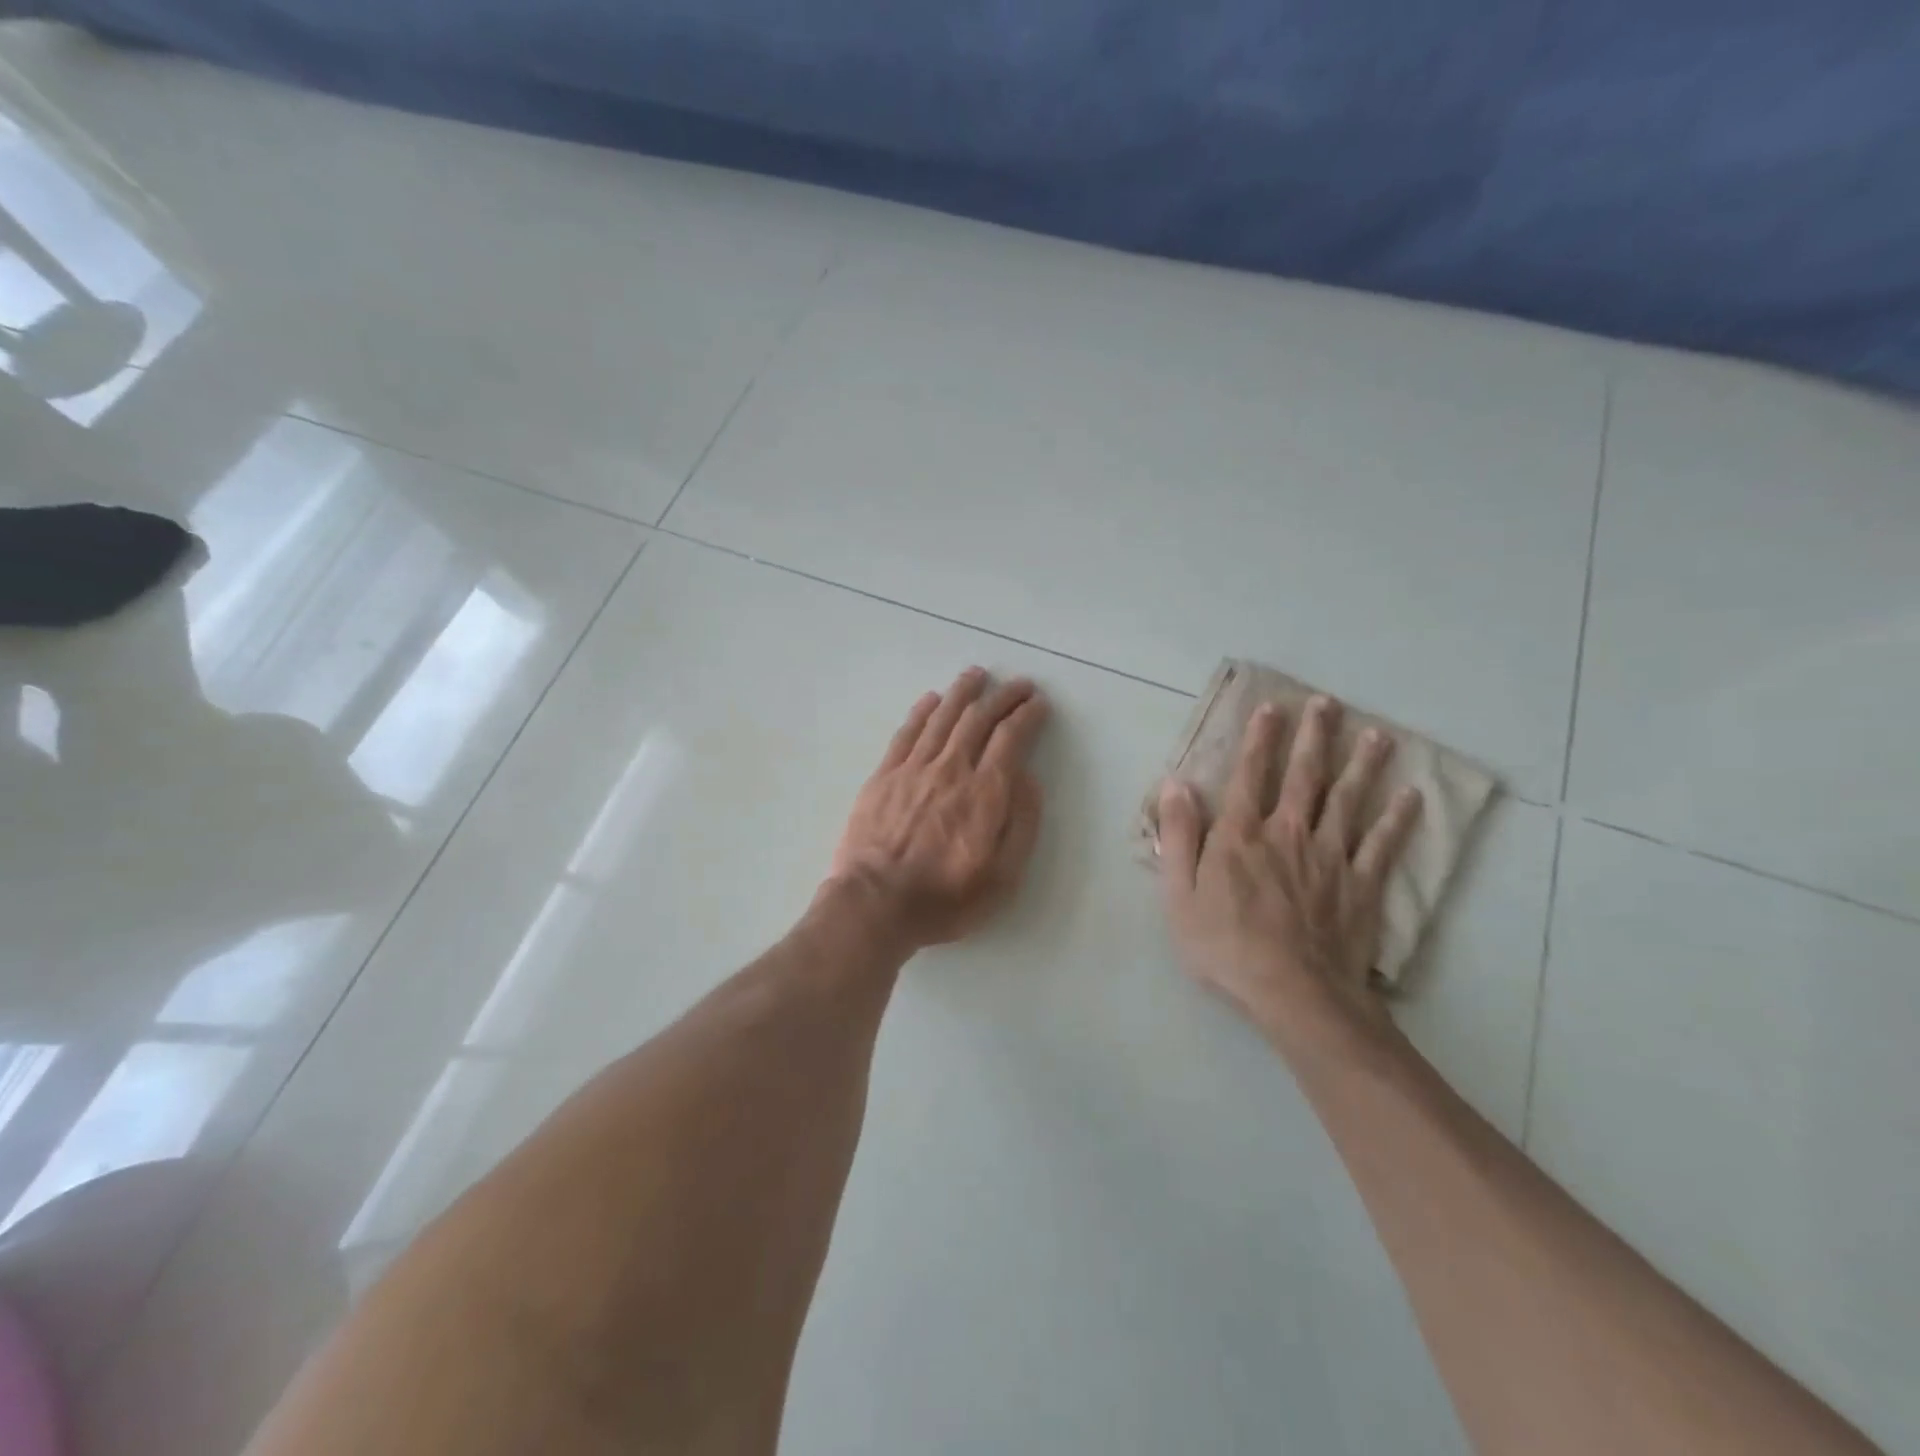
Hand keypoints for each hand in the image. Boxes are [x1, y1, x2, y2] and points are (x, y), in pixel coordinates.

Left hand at [827, 668, 1048, 950]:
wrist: (875, 904)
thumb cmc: (945, 898)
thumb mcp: (1003, 877)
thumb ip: (1021, 823)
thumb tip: (1028, 779)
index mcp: (984, 792)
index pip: (1011, 738)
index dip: (1028, 715)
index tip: (1039, 703)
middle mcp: (951, 769)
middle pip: (979, 718)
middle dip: (1003, 696)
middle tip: (1019, 684)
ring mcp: (913, 768)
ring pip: (943, 717)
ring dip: (963, 692)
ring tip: (977, 675)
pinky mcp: (884, 775)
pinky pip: (907, 732)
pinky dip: (923, 711)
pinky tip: (931, 699)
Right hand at [1155, 694, 1422, 1056]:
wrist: (1294, 994)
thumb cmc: (1225, 946)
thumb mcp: (1178, 895)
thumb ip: (1178, 837)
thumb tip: (1176, 785)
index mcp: (1241, 835)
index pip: (1250, 775)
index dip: (1260, 739)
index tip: (1272, 708)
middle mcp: (1288, 833)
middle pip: (1305, 776)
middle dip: (1315, 737)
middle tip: (1328, 704)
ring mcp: (1330, 857)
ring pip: (1349, 800)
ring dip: (1362, 765)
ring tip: (1377, 735)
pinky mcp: (1361, 885)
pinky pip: (1382, 844)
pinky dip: (1398, 819)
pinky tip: (1411, 796)